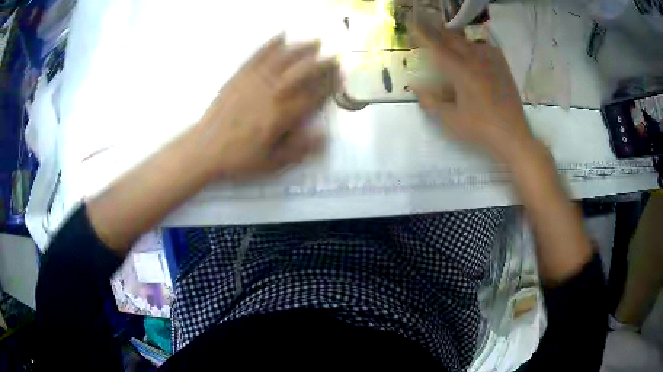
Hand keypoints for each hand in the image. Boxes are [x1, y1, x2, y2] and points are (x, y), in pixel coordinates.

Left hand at [192, 35, 338, 179]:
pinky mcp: (240, 77)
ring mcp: (254, 81)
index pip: (313, 96)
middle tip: (335, 56)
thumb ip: (299, 150)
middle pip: (302, 72)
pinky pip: (258, 56)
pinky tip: (280, 36)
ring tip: (315, 42)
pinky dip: (270, 45)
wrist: (205, 149)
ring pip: (283, 59)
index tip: (341, 78)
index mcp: (282, 115)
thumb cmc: (238, 159)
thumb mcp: (271, 164)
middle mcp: (272, 93)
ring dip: (302, 48)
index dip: (330, 86)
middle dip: (322, 63)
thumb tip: (325, 137)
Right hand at [410, 17, 535, 163]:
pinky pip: (487, 48)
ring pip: (469, 42)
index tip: (413, 26)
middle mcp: (475, 60)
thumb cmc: (480, 129)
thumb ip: (431, 102)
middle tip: (427, 28)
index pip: (437, 48)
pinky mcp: (502, 68)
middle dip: (438, 32)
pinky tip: (475, 50)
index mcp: (461, 71)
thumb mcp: (450, 120)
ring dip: (456, 38)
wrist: (512, 135)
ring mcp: (491, 63)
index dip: (423, 36)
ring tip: (448, 38)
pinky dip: (476, 45)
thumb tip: (416, 89)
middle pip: (453, 39)